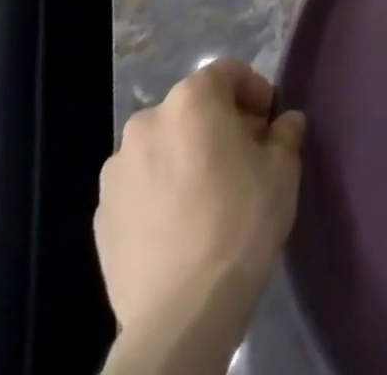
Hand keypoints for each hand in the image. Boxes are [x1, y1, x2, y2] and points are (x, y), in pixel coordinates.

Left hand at [96, 59, 306, 374]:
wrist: (181, 314)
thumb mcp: (283, 168)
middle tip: (245, 158)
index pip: (228, 72)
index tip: (270, 124)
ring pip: (163, 147)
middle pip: (192, 108)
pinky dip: (161, 192)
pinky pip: (141, 187)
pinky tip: (182, 226)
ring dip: (187, 157)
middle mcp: (147, 123)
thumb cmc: (240, 222)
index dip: (254, 91)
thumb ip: (285, 132)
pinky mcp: (100, 217)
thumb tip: (284, 124)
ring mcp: (116, 172)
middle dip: (220, 124)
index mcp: (191, 100)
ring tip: (210, 196)